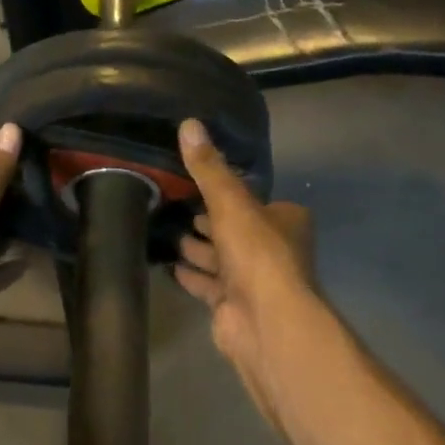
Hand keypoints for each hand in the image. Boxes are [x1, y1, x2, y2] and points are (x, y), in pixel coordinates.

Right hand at [172, 118, 318, 422]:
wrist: (264, 321)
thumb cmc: (257, 255)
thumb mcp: (231, 203)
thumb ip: (208, 168)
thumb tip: (188, 123)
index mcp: (284, 220)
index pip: (251, 200)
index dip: (224, 192)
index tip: (192, 183)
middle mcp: (273, 248)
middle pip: (233, 228)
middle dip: (205, 220)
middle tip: (168, 203)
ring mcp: (253, 280)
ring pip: (218, 256)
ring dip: (194, 246)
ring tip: (160, 228)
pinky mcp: (232, 304)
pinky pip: (206, 283)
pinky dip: (189, 273)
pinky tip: (166, 263)